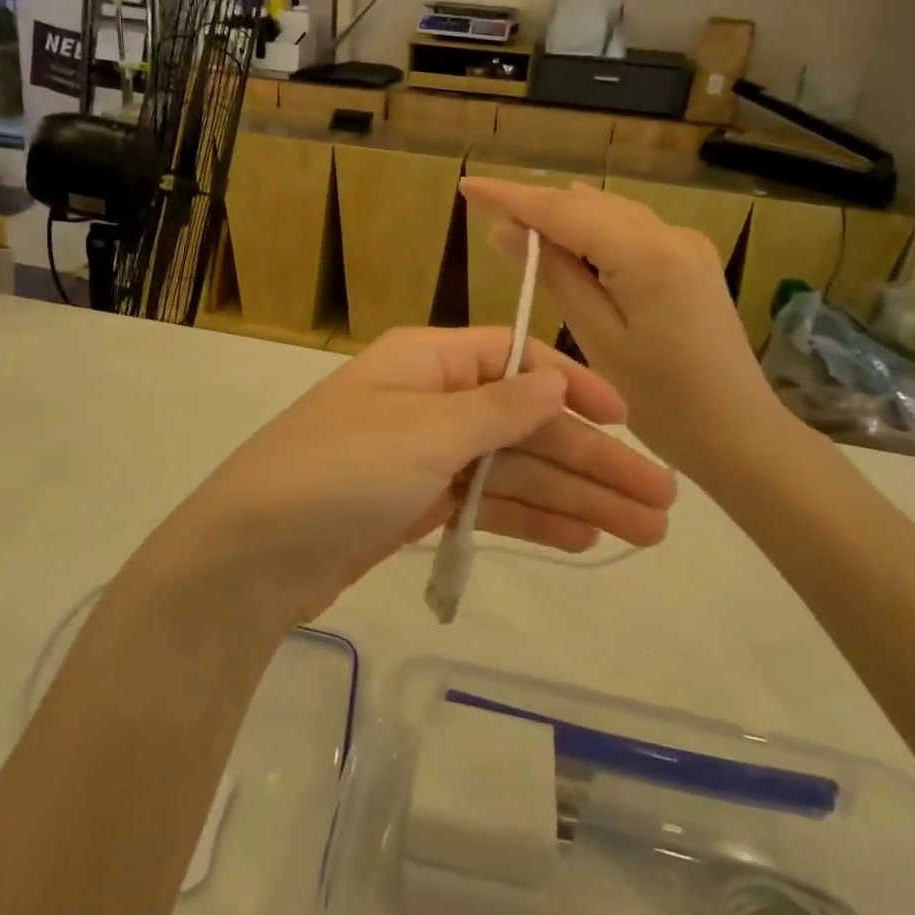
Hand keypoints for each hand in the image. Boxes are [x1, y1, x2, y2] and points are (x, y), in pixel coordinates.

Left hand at [168, 326, 676, 624]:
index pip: (514, 359)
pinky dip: (532, 520)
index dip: (574, 387)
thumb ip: (497, 407)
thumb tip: (555, 380)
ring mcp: (423, 457)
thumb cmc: (341, 471)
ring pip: (512, 470)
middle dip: (591, 458)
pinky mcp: (416, 506)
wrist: (253, 554)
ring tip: (643, 531)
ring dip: (575, 496)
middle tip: (662, 501)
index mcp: (426, 362)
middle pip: (524, 423)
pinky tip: (583, 539)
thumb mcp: (424, 431)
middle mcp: (429, 401)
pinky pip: (487, 504)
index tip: (628, 420)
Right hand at [460, 178, 804, 494]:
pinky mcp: (690, 259)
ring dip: (562, 217)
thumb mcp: (597, 338)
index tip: (468, 185)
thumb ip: (554, 275)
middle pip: (586, 204)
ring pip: (607, 212)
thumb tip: (506, 230)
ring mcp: (686, 243)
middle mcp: (670, 233)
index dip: (511, 196)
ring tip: (515, 229)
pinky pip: (628, 230)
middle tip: (484, 213)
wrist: (741, 434)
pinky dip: (592, 232)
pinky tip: (567, 245)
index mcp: (647, 255)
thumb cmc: (663, 401)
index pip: (563, 209)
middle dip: (534, 205)